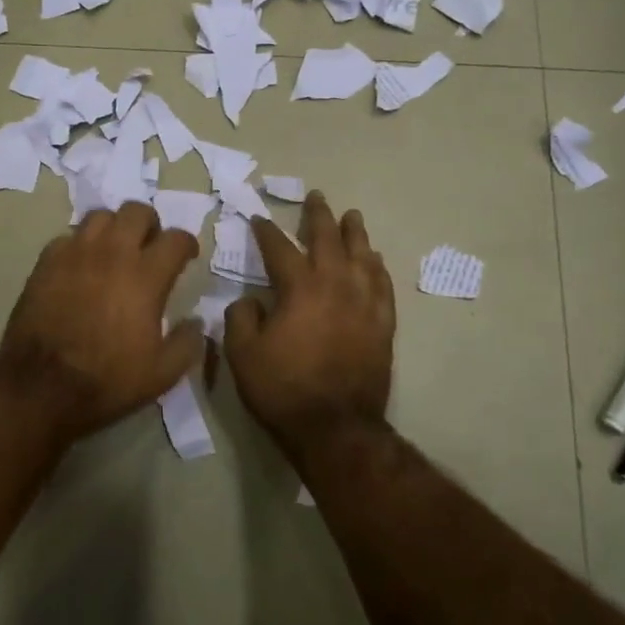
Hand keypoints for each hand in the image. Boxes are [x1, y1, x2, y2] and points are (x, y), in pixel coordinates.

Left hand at [0, 202, 204, 443]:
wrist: (40, 386)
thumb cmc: (106, 380)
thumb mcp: (161, 374)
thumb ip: (187, 343)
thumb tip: (197, 322)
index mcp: (146, 276)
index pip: (176, 239)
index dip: (187, 244)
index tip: (187, 256)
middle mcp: (112, 253)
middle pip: (137, 211)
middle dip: (150, 225)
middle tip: (149, 247)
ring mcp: (75, 253)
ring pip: (100, 216)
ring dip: (114, 228)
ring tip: (115, 250)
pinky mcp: (46, 262)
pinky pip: (68, 237)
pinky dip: (80, 245)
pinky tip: (81, 266)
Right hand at [224, 193, 395, 456]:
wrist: (335, 428)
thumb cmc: (283, 389)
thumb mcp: (243, 355)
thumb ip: (241, 318)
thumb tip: (251, 301)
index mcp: (299, 288)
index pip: (279, 248)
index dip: (265, 231)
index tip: (258, 217)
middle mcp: (335, 285)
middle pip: (328, 240)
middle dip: (319, 216)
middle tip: (317, 196)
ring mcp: (364, 304)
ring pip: (362, 256)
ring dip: (355, 234)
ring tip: (352, 217)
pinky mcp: (383, 325)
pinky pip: (383, 285)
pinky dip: (377, 268)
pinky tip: (375, 260)